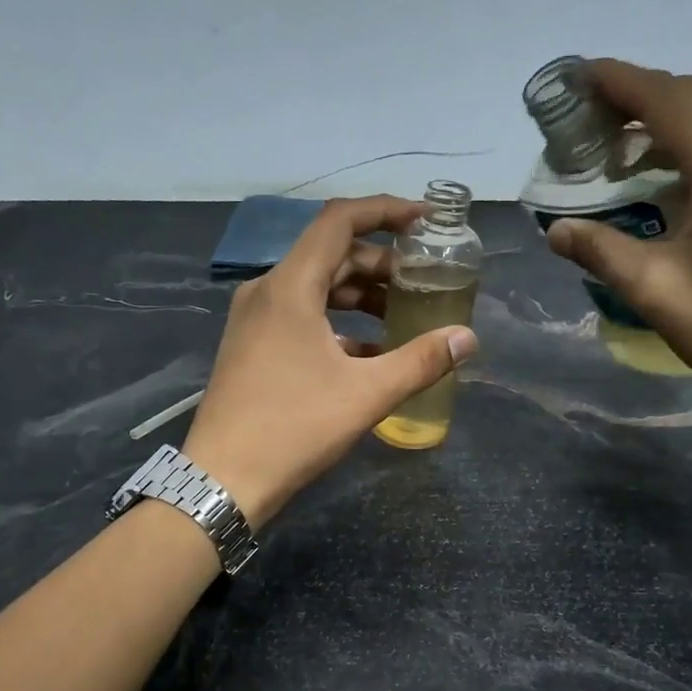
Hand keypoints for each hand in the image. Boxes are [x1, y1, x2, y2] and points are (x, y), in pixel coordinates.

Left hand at [183, 195, 478, 525]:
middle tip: (423, 280)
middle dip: (380, 263)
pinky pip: (301, 318)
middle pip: (330, 255)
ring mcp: (255, 321)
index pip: (339, 221)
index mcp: (290, 286)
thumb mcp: (365, 394)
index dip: (385, 211)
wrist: (223, 479)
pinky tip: (370, 353)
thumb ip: (420, 361)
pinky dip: (338, 324)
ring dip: (360, 296)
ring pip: (316, 289)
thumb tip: (467, 338)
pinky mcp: (252, 348)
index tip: (424, 222)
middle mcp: (267, 292)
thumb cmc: (294, 428)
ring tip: (403, 316)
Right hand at [543, 60, 691, 426]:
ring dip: (668, 122)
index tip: (577, 77)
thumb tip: (555, 231)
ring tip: (619, 146)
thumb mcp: (654, 290)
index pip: (667, 100)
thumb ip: (600, 250)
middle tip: (589, 116)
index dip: (619, 82)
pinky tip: (666, 175)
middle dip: (639, 98)